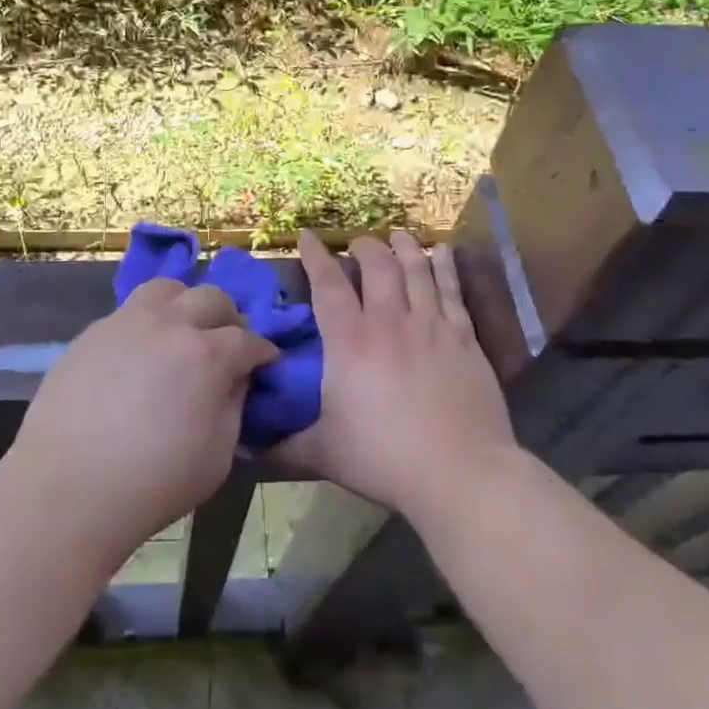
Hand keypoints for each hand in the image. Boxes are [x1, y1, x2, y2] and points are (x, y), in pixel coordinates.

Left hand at [0, 279, 278, 559]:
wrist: (67, 491)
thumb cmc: (153, 484)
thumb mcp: (218, 457)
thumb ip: (234, 407)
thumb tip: (235, 379)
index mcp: (207, 355)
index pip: (249, 339)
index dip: (262, 351)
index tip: (265, 363)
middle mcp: (169, 324)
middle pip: (212, 298)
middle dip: (229, 319)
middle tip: (226, 345)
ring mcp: (126, 322)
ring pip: (167, 288)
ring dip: (185, 304)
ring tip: (181, 332)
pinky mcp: (92, 333)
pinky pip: (128, 312)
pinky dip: (146, 323)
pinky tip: (139, 354)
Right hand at [276, 230, 516, 522]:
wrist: (460, 473)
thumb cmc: (384, 460)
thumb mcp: (323, 454)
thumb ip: (284, 446)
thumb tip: (243, 448)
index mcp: (350, 342)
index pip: (328, 284)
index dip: (316, 256)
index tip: (308, 236)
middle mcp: (390, 322)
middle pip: (377, 265)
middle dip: (364, 247)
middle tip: (357, 245)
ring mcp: (431, 326)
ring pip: (416, 270)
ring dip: (403, 247)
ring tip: (396, 236)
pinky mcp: (464, 338)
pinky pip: (453, 290)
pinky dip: (445, 267)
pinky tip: (442, 252)